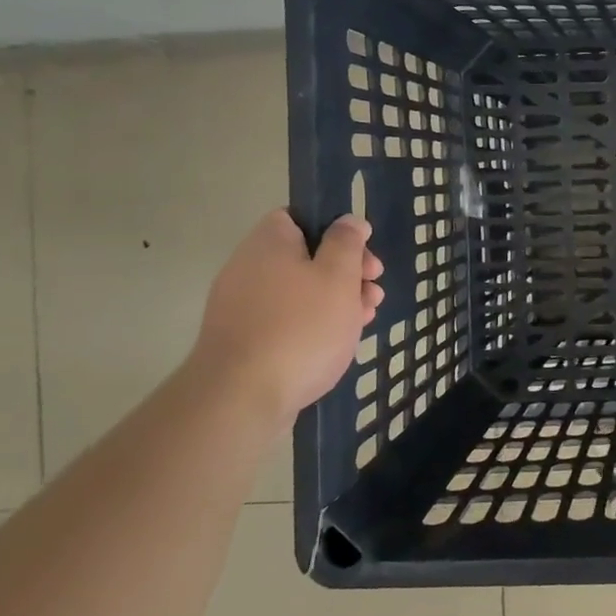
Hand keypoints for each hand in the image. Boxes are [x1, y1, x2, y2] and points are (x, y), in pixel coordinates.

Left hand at [189, 210, 383, 423]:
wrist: (241, 398)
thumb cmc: (300, 326)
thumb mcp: (338, 276)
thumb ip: (347, 243)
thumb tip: (348, 221)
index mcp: (269, 243)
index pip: (299, 217)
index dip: (335, 229)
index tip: (362, 251)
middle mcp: (249, 268)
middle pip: (305, 256)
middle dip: (346, 270)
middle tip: (373, 288)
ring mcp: (243, 307)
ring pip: (300, 291)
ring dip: (336, 299)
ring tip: (366, 317)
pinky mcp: (245, 341)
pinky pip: (287, 320)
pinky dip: (314, 324)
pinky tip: (339, 341)